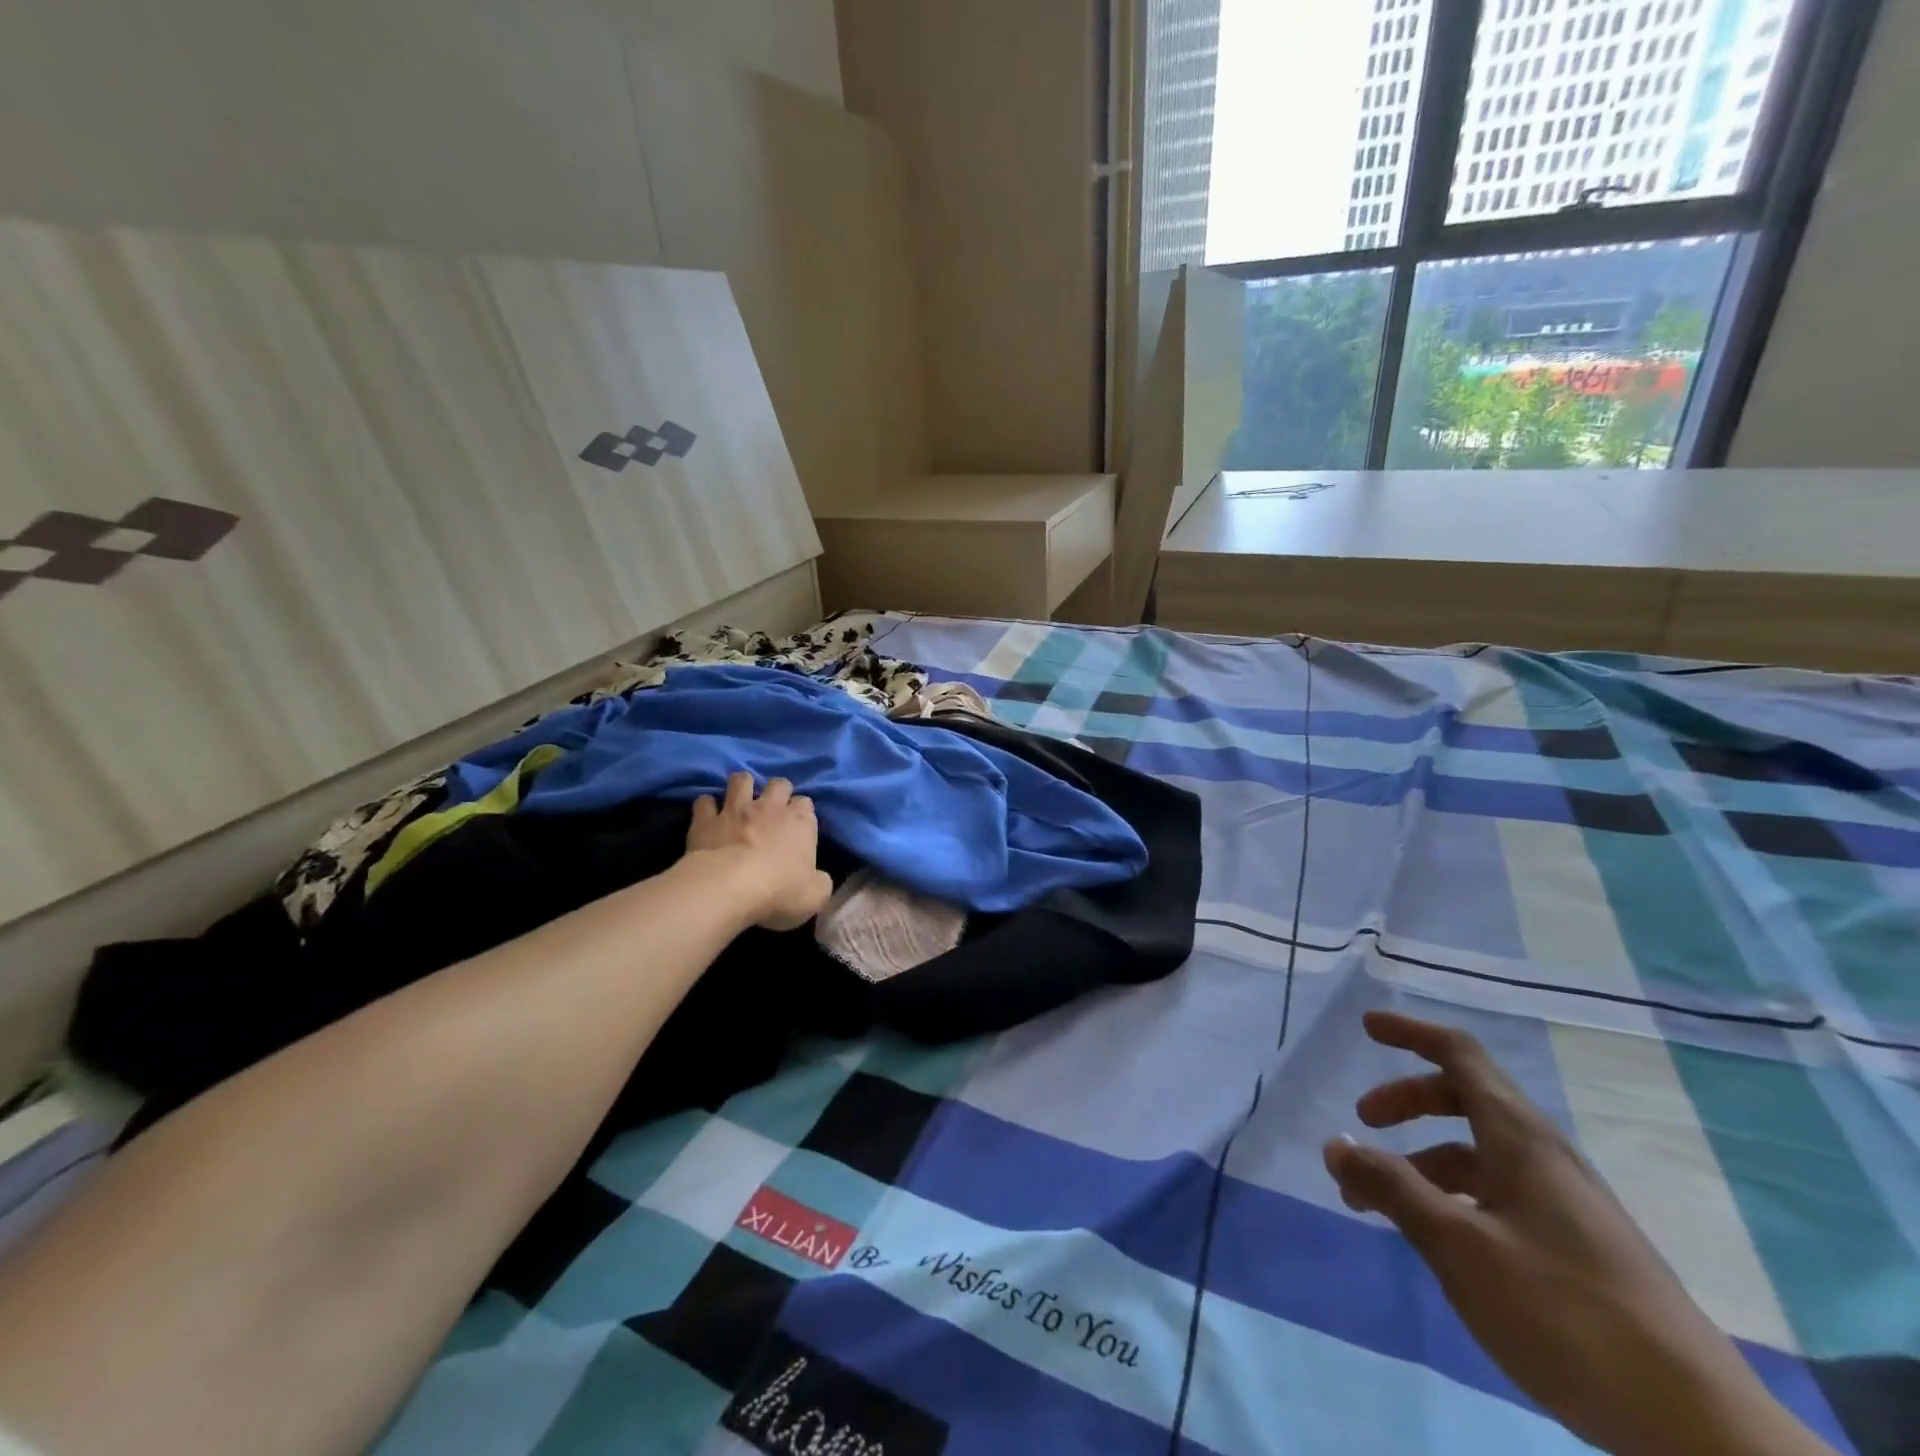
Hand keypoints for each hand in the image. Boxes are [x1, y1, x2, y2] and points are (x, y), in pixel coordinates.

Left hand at [685, 772, 833, 931]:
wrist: (729, 887)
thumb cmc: (779, 890)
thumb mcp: (814, 895)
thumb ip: (819, 882)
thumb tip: (818, 879)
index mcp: (800, 821)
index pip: (806, 803)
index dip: (802, 812)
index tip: (798, 827)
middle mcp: (769, 807)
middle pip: (778, 783)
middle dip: (777, 791)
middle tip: (772, 809)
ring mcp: (735, 809)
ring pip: (741, 780)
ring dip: (741, 787)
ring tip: (739, 800)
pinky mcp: (706, 819)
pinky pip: (704, 802)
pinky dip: (706, 807)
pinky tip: (707, 816)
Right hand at [1324, 1012, 1832, 1455]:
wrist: (1699, 1432)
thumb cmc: (1566, 1314)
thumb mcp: (1460, 1247)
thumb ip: (1393, 1189)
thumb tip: (1335, 1143)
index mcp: (1520, 1139)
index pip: (1460, 1055)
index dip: (1411, 1033)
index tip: (1366, 1027)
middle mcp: (1543, 1157)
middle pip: (1464, 1098)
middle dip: (1407, 1100)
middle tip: (1363, 1121)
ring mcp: (1564, 1204)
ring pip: (1477, 1153)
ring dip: (1421, 1160)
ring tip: (1377, 1200)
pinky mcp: (1574, 1248)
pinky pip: (1496, 1194)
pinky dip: (1451, 1195)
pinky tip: (1436, 1239)